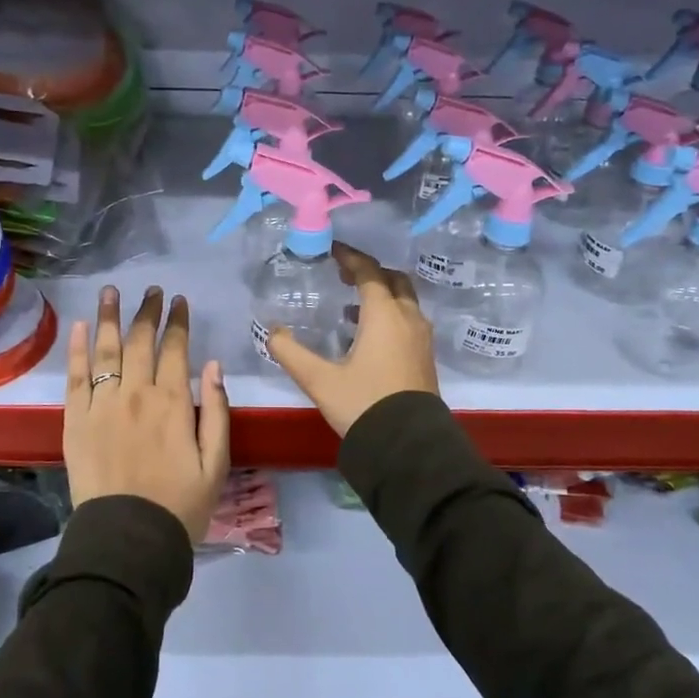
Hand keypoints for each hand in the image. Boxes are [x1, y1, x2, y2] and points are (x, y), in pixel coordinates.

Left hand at [64, 285, 230, 541]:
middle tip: (151, 290)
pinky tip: (82, 327)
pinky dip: (78, 349)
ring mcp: (102, 405)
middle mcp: (136, 395)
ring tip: (111, 291)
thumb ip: (217, 412)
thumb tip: (214, 366)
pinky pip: (75, 377)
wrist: (128, 540)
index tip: (179, 301)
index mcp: (173, 403)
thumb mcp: (216, 464)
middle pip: (140, 342)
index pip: (175, 349)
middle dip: (147, 312)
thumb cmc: (180, 506)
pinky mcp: (75, 421)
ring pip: (107, 350)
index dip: (178, 322)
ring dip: (110, 317)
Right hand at [266, 244, 438, 437]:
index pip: (369, 272)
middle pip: (394, 280)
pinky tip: (368, 335)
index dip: (350, 258)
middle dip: (370, 272)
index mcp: (385, 315)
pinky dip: (390, 314)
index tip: (332, 251)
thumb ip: (292, 353)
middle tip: (344, 275)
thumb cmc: (363, 405)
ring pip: (405, 301)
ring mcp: (421, 338)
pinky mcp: (425, 357)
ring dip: (382, 294)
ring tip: (352, 305)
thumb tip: (273, 332)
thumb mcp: (319, 380)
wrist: (408, 447)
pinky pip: (409, 320)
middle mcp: (408, 319)